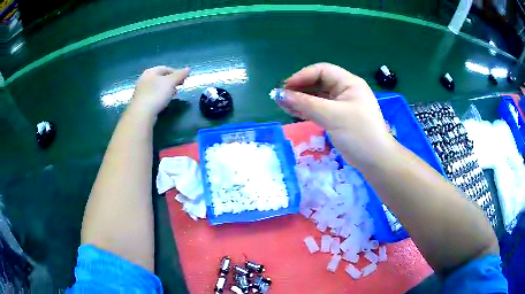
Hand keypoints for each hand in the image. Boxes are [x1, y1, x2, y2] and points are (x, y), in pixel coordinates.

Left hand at [129, 66, 189, 117]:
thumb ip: (180, 75)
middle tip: (180, 86)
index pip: (166, 68)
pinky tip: (164, 101)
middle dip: (171, 81)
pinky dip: (160, 96)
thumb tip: (188, 69)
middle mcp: (144, 79)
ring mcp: (141, 90)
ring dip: (166, 89)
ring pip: (156, 87)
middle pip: (160, 77)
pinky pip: (153, 95)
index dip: (177, 73)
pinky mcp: (140, 101)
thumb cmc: (156, 94)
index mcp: (150, 71)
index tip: (184, 80)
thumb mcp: (171, 82)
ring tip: (173, 94)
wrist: (141, 113)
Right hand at [280, 63, 395, 167]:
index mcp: (349, 83)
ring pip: (318, 97)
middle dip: (300, 88)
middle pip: (319, 83)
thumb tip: (278, 95)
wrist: (375, 160)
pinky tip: (294, 112)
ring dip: (302, 100)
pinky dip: (308, 110)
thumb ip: (305, 104)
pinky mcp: (339, 118)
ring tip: (283, 106)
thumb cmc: (358, 133)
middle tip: (281, 98)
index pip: (322, 71)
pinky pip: (321, 109)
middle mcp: (346, 90)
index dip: (302, 76)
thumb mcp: (332, 116)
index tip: (285, 88)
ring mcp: (343, 105)